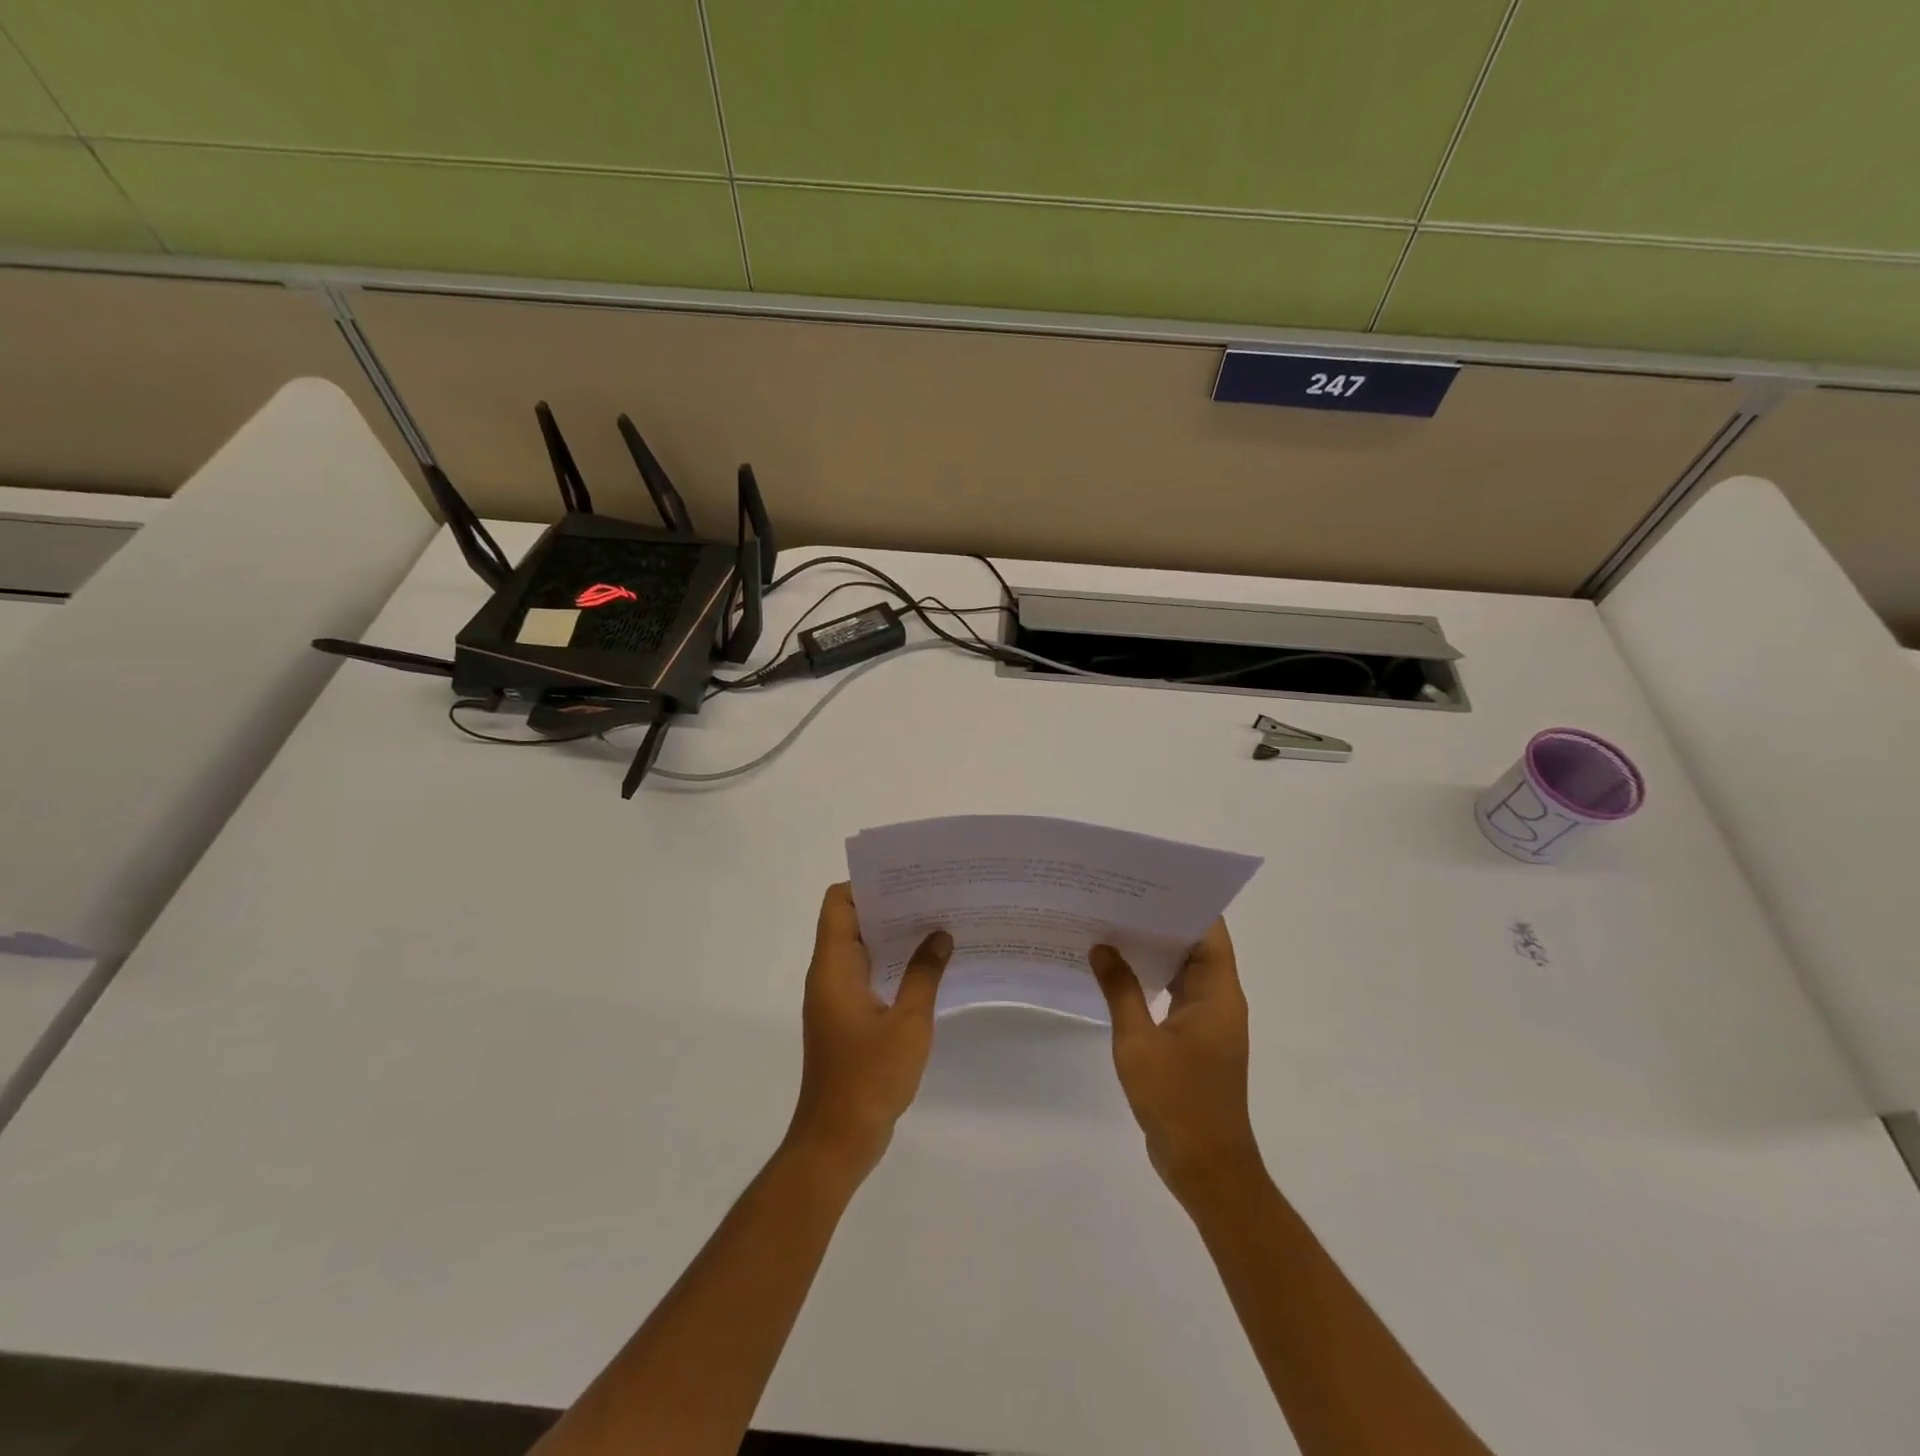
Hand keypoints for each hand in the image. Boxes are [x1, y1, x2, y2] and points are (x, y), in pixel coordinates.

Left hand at [787, 883, 951, 1178]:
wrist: (837, 1140)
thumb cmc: (869, 1078)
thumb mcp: (908, 1023)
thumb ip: (924, 974)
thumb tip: (940, 935)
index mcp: (833, 967)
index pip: (839, 903)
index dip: (867, 884)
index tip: (907, 879)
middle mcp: (828, 975)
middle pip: (851, 921)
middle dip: (889, 906)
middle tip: (933, 897)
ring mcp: (835, 998)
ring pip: (860, 949)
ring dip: (893, 936)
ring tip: (937, 925)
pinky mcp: (846, 1018)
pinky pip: (866, 975)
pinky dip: (891, 964)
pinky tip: (927, 968)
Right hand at [1089, 921, 1261, 1198]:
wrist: (1206, 1166)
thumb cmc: (1177, 1100)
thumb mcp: (1139, 1042)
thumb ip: (1120, 990)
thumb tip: (1102, 946)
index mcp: (1218, 994)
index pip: (1209, 932)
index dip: (1184, 903)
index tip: (1148, 883)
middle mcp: (1219, 1000)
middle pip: (1196, 946)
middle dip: (1161, 921)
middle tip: (1119, 898)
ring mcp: (1208, 1022)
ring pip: (1184, 971)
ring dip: (1155, 951)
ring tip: (1113, 925)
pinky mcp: (1195, 1040)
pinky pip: (1175, 995)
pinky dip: (1152, 980)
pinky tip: (1117, 973)